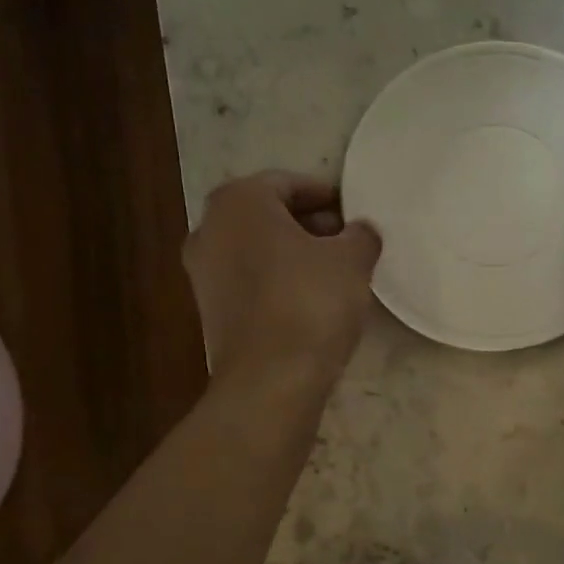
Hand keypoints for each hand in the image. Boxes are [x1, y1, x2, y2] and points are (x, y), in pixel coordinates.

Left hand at [183, 171, 382, 382]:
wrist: (270, 380)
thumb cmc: (310, 302)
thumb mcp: (352, 260)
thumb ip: (360, 235)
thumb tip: (360, 232)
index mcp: (238, 202)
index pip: (288, 183)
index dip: (326, 195)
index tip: (353, 212)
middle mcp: (209, 230)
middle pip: (267, 216)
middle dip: (308, 225)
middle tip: (346, 241)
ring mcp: (203, 274)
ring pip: (256, 250)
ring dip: (292, 255)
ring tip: (333, 273)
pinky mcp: (210, 312)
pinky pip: (249, 283)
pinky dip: (276, 282)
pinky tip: (309, 302)